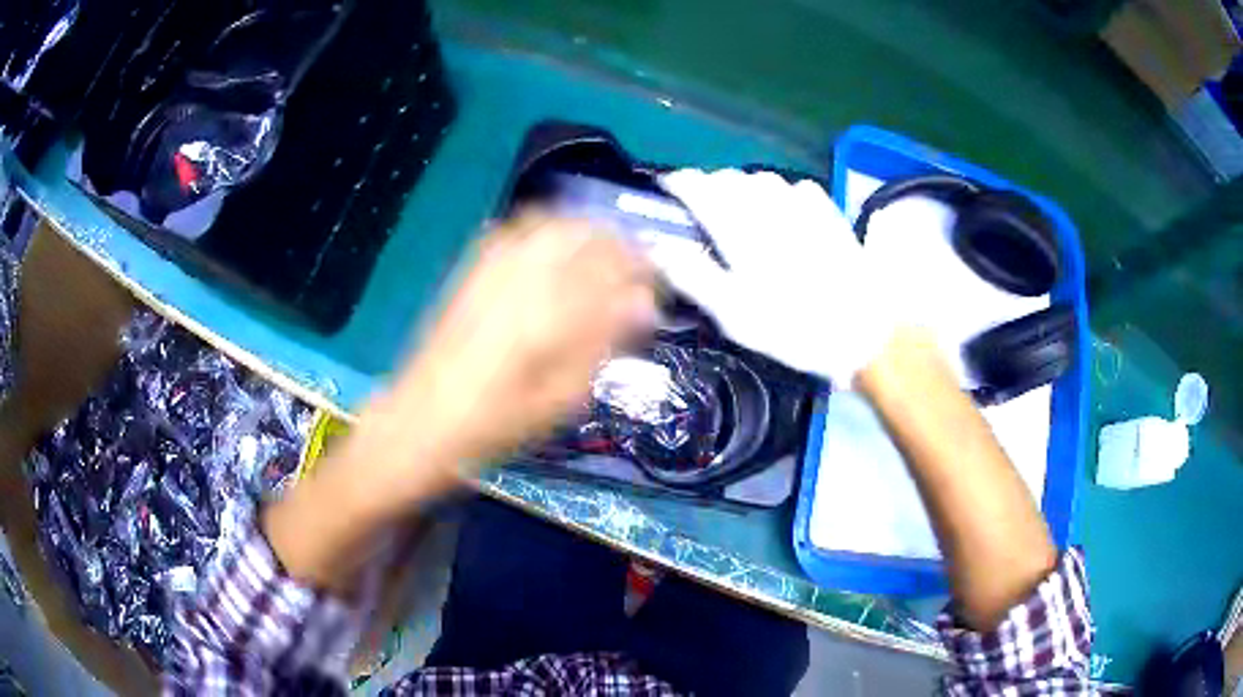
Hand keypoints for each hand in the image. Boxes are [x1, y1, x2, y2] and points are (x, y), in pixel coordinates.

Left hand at [266, 213, 656, 593]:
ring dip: (585, 231)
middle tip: (635, 268)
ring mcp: (493, 268)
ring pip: (552, 224)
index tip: (658, 283)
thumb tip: (643, 305)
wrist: (421, 421)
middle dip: (619, 243)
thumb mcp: (561, 399)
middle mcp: (523, 277)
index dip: (644, 268)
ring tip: (602, 255)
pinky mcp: (472, 271)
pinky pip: (516, 230)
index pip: (614, 267)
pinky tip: (556, 250)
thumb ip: (605, 344)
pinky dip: (547, 230)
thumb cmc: (496, 425)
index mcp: (551, 312)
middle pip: (585, 234)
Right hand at [648, 169, 891, 386]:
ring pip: (761, 178)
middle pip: (729, 178)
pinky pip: (795, 187)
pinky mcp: (829, 212)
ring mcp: (803, 205)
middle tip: (701, 209)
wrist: (864, 331)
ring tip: (739, 208)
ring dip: (742, 186)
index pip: (699, 187)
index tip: (667, 189)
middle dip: (709, 186)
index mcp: (740, 228)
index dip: (679, 183)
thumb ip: (694, 276)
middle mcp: (769, 206)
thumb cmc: (794, 328)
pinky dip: (779, 192)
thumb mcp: (735, 315)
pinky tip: (782, 211)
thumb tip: (657, 247)